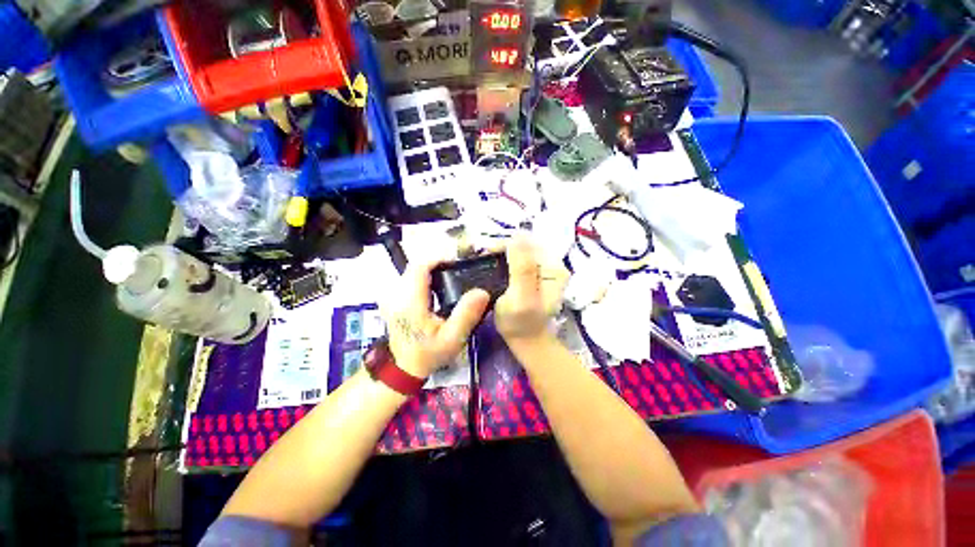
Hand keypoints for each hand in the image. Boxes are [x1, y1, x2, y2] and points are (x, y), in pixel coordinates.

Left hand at [382, 259, 490, 378]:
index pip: (420, 266)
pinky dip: (425, 279)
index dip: (439, 258)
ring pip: (413, 272)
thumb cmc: (428, 354)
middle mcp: (397, 294)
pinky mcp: (395, 300)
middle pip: (417, 266)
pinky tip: (438, 289)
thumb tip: (482, 292)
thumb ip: (466, 315)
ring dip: (432, 271)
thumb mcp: (452, 339)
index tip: (458, 263)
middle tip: (458, 271)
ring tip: (451, 278)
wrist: (403, 369)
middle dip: (438, 264)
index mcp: (410, 301)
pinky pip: (410, 280)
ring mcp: (393, 297)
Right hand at [495, 235, 567, 343]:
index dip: (507, 243)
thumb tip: (517, 235)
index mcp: (555, 269)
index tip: (487, 252)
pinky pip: (519, 258)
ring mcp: (544, 268)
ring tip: (488, 262)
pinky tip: (496, 266)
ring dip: (503, 253)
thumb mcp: (521, 297)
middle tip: (485, 258)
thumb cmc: (521, 322)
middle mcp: (553, 264)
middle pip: (526, 244)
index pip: (530, 242)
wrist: (525, 339)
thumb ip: (522, 268)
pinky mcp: (535, 273)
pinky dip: (505, 259)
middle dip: (504, 248)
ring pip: (521, 249)